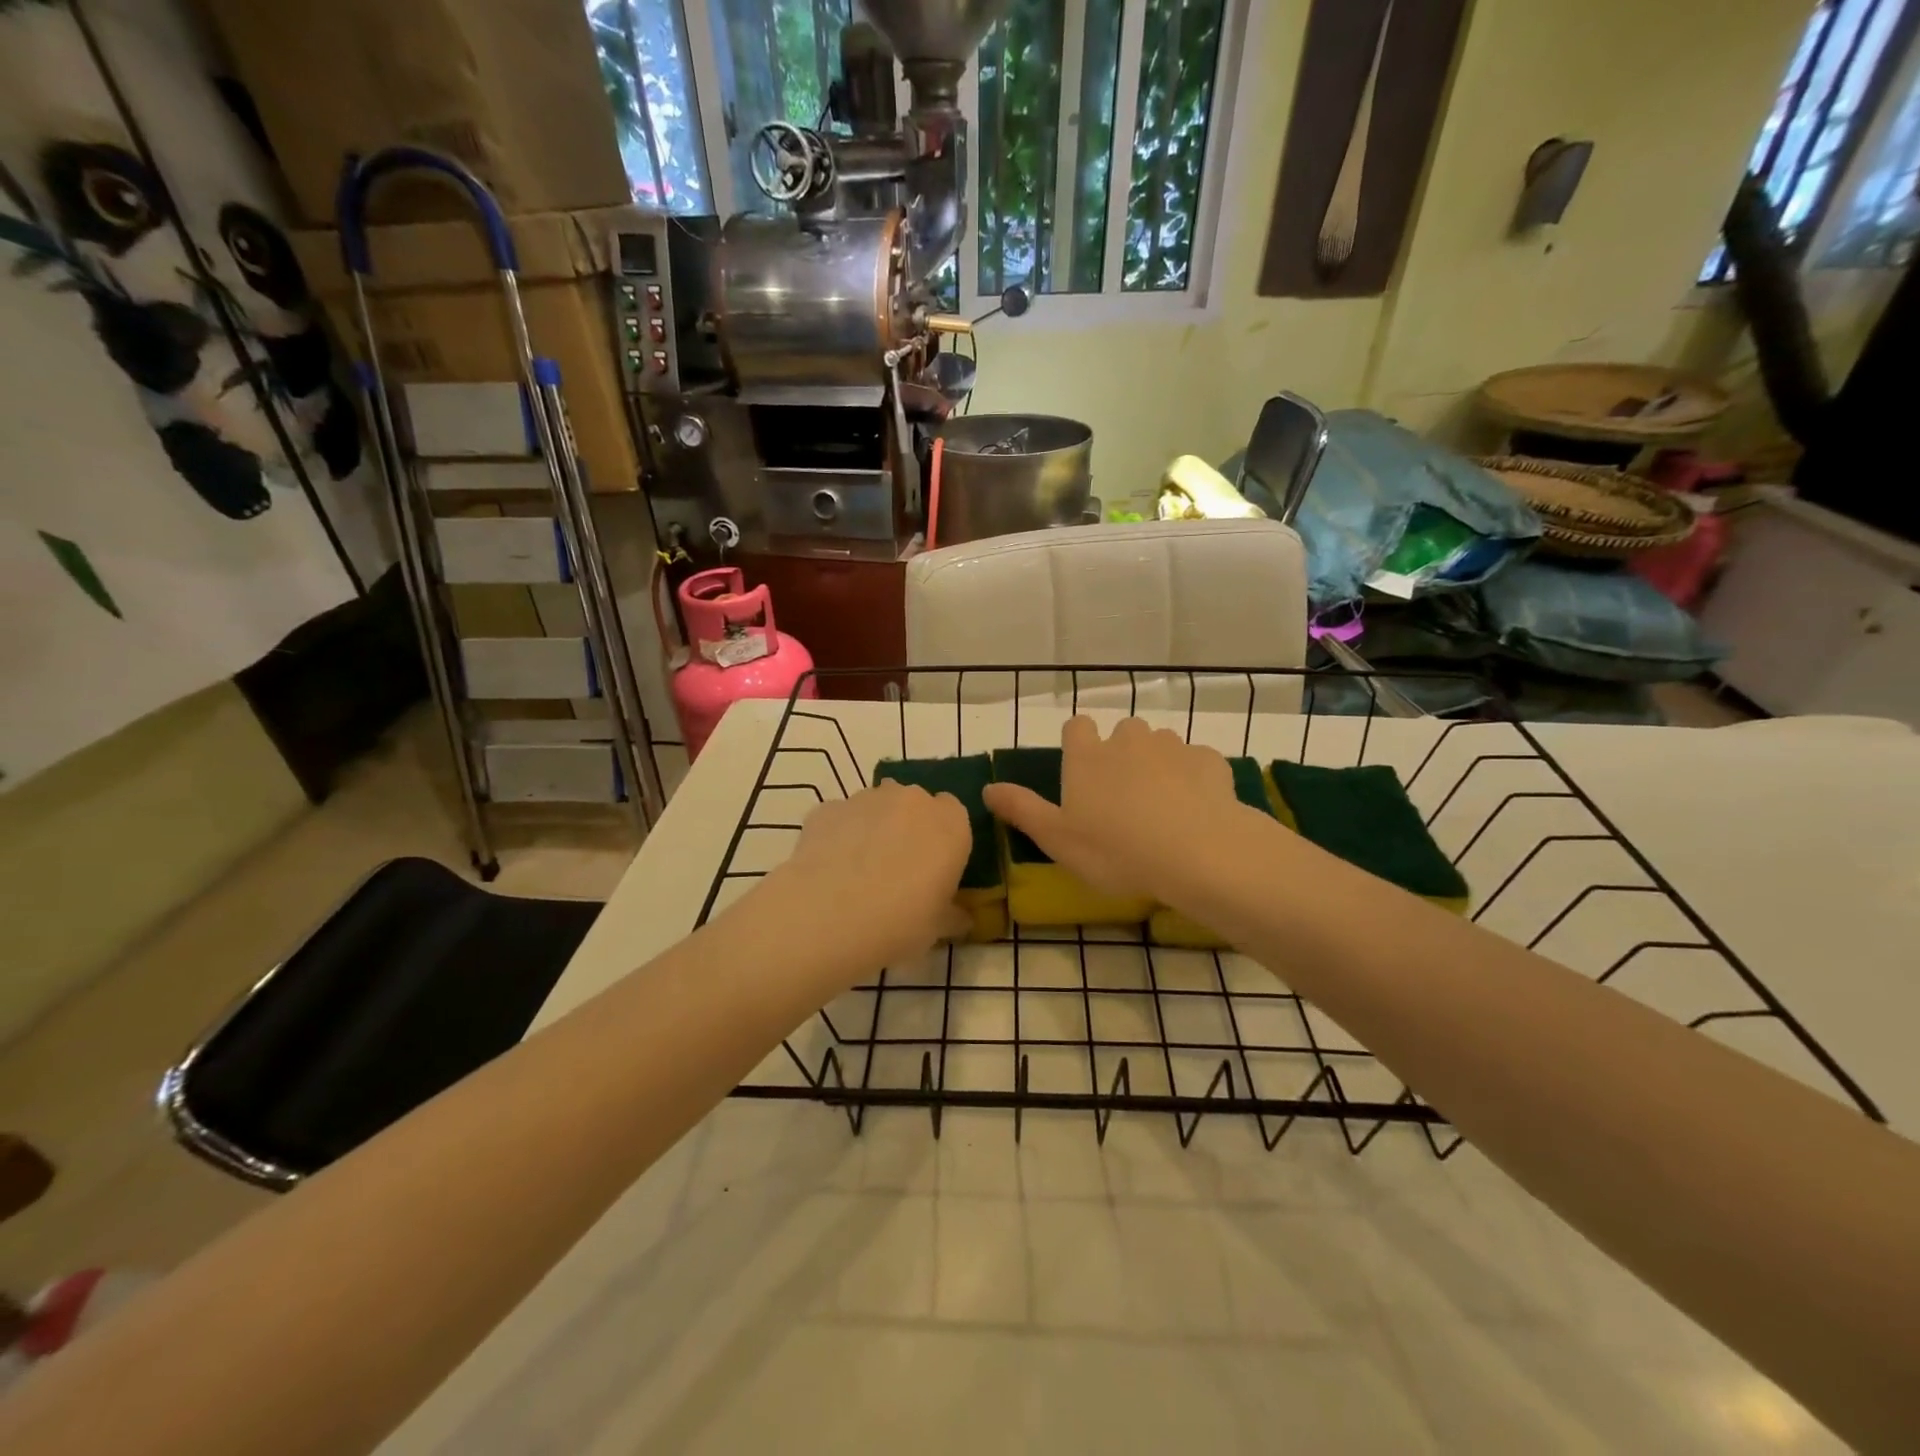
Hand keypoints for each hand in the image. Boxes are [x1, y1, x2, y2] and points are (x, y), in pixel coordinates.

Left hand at [767, 780, 972, 975]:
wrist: (828, 916)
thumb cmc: (900, 923)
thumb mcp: (938, 929)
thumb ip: (953, 915)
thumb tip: (961, 918)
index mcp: (950, 824)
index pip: (955, 815)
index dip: (944, 839)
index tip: (935, 868)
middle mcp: (912, 800)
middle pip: (915, 805)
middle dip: (909, 828)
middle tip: (898, 870)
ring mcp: (866, 798)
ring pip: (876, 807)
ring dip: (874, 828)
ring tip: (859, 871)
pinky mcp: (827, 807)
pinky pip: (841, 818)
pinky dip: (839, 835)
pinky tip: (830, 869)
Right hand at [982, 716, 1249, 905]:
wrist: (1198, 853)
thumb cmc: (1116, 849)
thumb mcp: (1057, 838)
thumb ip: (1021, 809)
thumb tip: (987, 787)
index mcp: (1087, 756)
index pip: (1077, 727)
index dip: (1079, 744)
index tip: (1083, 771)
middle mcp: (1128, 739)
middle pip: (1122, 732)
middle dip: (1122, 754)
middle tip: (1123, 797)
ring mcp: (1172, 746)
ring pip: (1160, 745)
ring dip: (1157, 765)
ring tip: (1161, 806)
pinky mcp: (1208, 760)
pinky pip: (1195, 762)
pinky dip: (1192, 778)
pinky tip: (1196, 809)